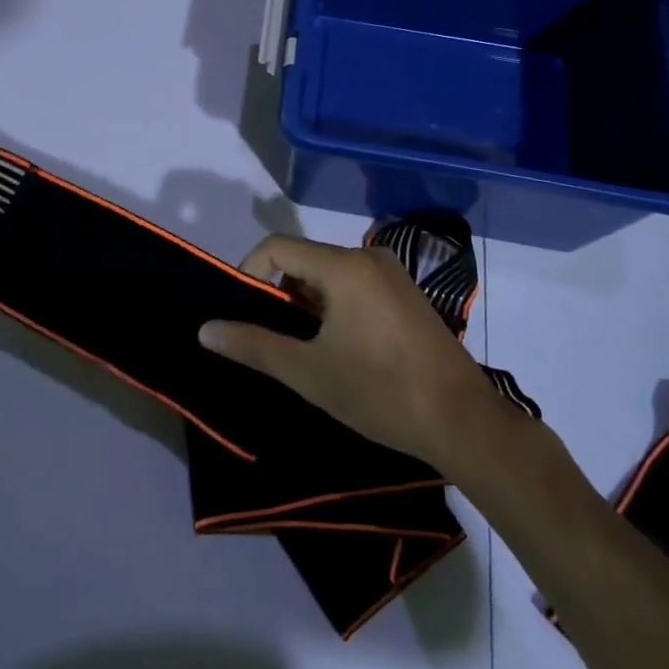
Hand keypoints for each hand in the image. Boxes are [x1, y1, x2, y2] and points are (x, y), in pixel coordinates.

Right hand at [199, 235, 494, 466]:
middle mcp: (368, 257)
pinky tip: (338, 347)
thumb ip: (254, 345)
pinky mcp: (406, 293)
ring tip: (302, 348)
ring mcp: (392, 274)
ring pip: (329, 273)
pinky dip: (333, 305)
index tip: (242, 314)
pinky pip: (354, 284)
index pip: (277, 247)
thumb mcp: (308, 372)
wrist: (463, 421)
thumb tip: (205, 330)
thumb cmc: (380, 392)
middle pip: (303, 259)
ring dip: (306, 303)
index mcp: (343, 266)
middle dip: (278, 293)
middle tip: (271, 338)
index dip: (249, 273)